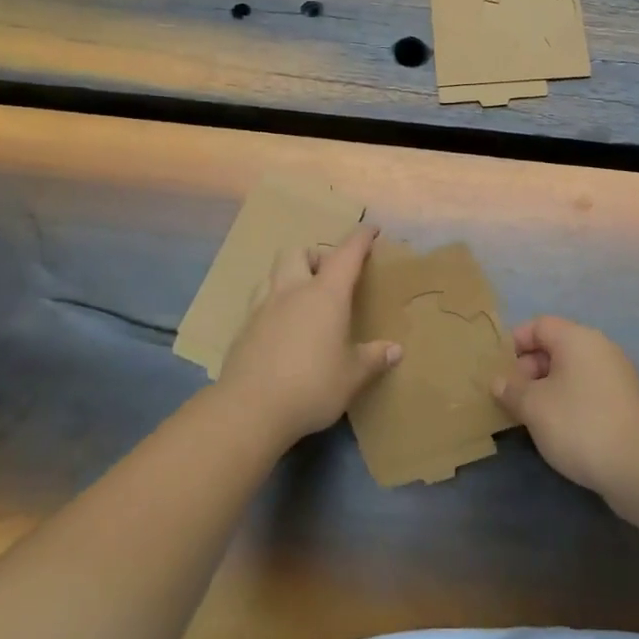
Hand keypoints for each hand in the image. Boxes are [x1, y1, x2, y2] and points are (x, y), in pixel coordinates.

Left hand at [219, 225, 399, 447]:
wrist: (250, 409)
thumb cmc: (312, 386)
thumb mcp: (352, 376)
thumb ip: (373, 358)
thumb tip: (395, 350)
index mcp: (325, 294)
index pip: (346, 254)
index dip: (360, 238)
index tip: (371, 229)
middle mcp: (292, 291)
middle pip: (298, 253)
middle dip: (315, 256)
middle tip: (329, 277)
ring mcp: (262, 308)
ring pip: (273, 273)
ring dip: (289, 276)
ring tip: (301, 299)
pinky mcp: (243, 329)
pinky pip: (259, 303)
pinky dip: (273, 305)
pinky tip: (280, 330)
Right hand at [493, 315, 638, 495]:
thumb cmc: (578, 424)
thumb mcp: (533, 406)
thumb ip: (511, 389)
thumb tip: (499, 381)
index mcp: (577, 338)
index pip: (539, 325)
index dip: (515, 343)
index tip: (498, 369)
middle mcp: (599, 348)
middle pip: (556, 347)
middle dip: (529, 369)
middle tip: (511, 398)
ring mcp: (616, 375)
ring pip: (571, 372)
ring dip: (547, 389)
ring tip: (529, 416)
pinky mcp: (625, 403)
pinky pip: (587, 391)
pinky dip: (568, 402)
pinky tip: (558, 429)